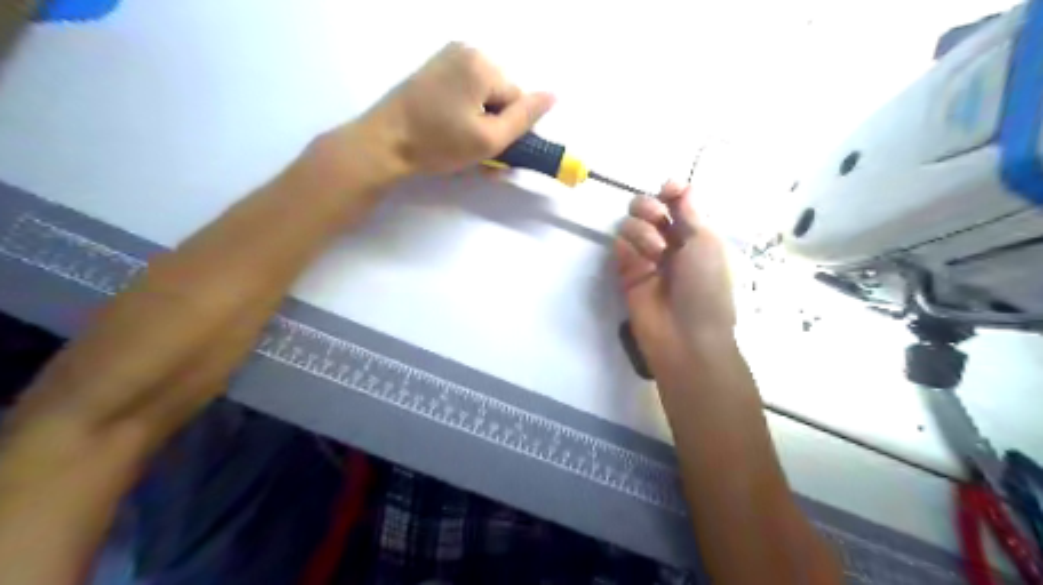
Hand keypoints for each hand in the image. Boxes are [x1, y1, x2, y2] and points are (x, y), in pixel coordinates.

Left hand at [355, 42, 558, 176]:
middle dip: (494, 126)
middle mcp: (466, 51)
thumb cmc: (437, 143)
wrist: (383, 144)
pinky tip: (452, 134)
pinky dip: (465, 115)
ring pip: (483, 98)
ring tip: (462, 148)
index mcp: (482, 63)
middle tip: (478, 154)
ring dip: (480, 124)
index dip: (509, 129)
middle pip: (500, 95)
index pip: (517, 98)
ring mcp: (446, 58)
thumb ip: (525, 118)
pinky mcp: (432, 71)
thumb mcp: (489, 139)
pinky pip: (464, 93)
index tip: (492, 151)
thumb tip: (553, 96)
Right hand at [612, 182, 736, 374]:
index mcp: (695, 234)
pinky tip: (638, 261)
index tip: (667, 190)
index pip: (677, 202)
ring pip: (630, 224)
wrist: (685, 336)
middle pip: (648, 208)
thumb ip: (690, 212)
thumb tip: (681, 185)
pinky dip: (627, 247)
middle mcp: (669, 242)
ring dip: (642, 231)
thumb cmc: (705, 287)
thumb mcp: (706, 244)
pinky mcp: (626, 272)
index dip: (671, 192)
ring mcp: (645, 257)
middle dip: (649, 207)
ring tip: (654, 254)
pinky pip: (619, 246)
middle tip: (657, 221)